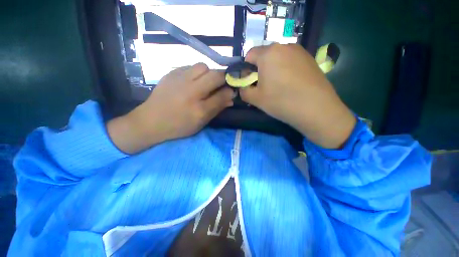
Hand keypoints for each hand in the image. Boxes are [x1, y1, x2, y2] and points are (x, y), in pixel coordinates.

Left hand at [108, 63, 233, 153]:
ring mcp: (179, 79)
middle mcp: (191, 92)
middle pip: (215, 75)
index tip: (233, 89)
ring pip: (202, 67)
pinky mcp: (171, 73)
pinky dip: (196, 72)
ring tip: (205, 82)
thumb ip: (217, 108)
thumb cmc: (179, 126)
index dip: (231, 89)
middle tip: (221, 84)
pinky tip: (192, 81)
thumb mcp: (201, 122)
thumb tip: (231, 97)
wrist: (151, 121)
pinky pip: (190, 67)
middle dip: (223, 77)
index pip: (222, 94)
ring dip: (209, 73)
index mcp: (199, 109)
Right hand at [240, 44, 355, 148]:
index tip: (250, 82)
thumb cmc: (281, 101)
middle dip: (259, 69)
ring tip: (277, 86)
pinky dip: (285, 69)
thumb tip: (243, 87)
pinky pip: (290, 61)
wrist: (316, 109)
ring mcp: (299, 51)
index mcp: (268, 53)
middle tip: (263, 86)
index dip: (246, 69)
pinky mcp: (310, 59)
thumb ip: (243, 91)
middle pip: (264, 55)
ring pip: (278, 58)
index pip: (249, 55)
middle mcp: (284, 46)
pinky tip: (290, 84)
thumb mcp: (255, 99)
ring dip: (272, 69)